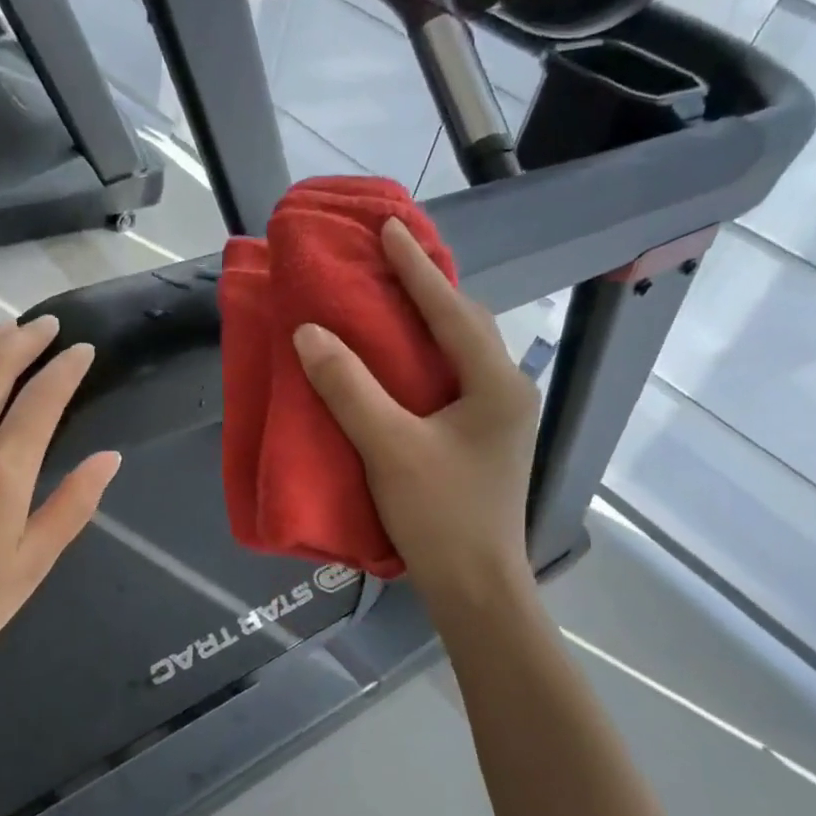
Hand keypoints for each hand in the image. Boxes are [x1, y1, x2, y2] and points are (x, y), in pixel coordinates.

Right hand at [293, 217, 540, 617]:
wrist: (476, 588)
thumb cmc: (440, 516)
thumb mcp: (389, 447)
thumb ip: (349, 388)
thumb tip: (309, 333)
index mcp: (495, 384)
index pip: (451, 310)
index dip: (416, 268)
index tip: (389, 227)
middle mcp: (505, 391)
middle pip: (465, 324)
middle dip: (427, 288)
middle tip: (387, 259)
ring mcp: (498, 418)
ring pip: (459, 353)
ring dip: (426, 322)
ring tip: (389, 299)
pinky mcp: (481, 440)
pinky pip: (451, 379)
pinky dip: (423, 359)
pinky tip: (397, 361)